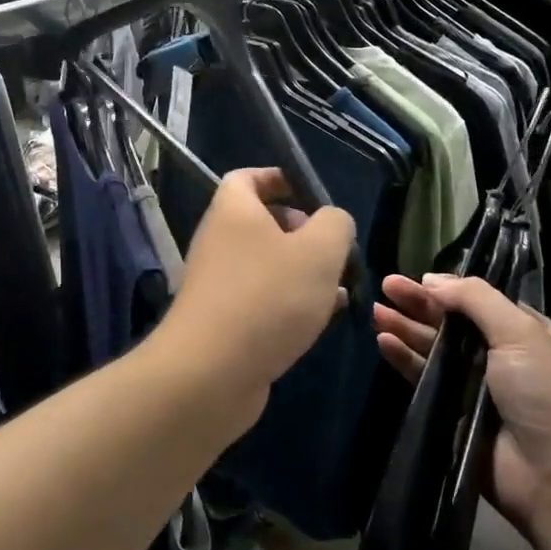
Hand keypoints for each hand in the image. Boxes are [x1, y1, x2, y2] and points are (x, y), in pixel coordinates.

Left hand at [156, 169, 354, 423]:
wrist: (211, 372)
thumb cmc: (268, 297)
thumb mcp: (319, 251)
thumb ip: (335, 225)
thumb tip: (332, 221)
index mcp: (233, 211)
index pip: (247, 177)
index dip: (278, 178)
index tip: (311, 195)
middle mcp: (218, 241)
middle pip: (261, 223)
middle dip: (302, 233)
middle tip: (334, 251)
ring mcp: (218, 283)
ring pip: (267, 266)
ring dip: (302, 273)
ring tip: (339, 289)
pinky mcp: (223, 321)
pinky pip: (261, 300)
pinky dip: (289, 304)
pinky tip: (321, 321)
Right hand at [373, 274, 550, 533]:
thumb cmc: (547, 394)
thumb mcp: (521, 333)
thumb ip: (476, 299)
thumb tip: (432, 279)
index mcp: (525, 334)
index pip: (478, 302)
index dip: (447, 289)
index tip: (415, 277)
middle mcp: (500, 358)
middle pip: (451, 323)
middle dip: (419, 304)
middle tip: (385, 286)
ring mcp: (475, 388)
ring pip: (433, 350)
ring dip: (406, 329)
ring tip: (376, 312)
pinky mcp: (454, 416)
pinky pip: (424, 381)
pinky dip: (404, 360)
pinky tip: (385, 343)